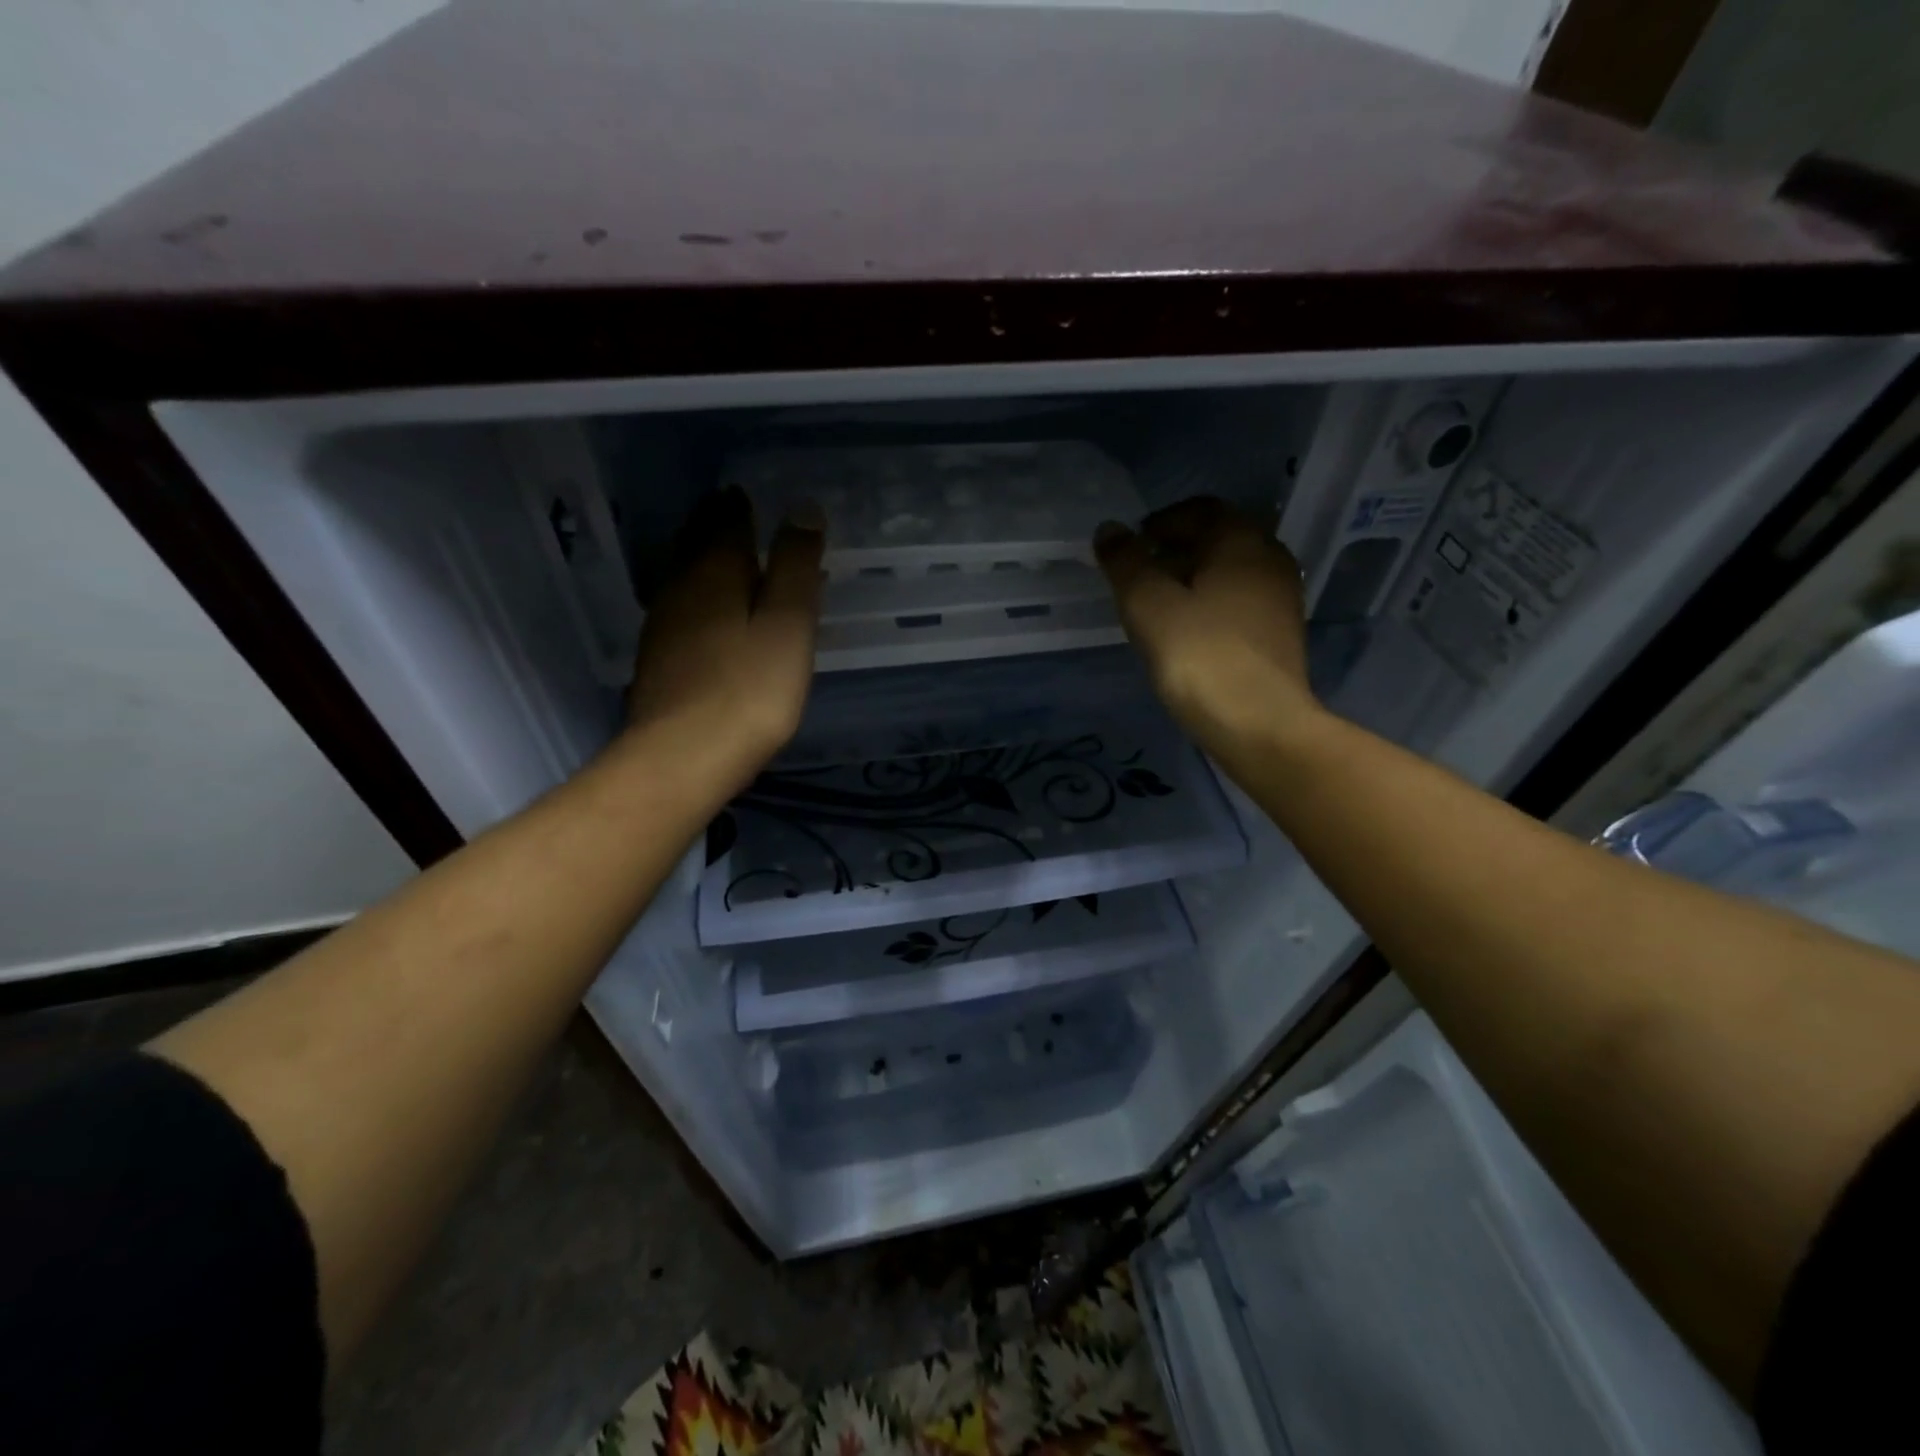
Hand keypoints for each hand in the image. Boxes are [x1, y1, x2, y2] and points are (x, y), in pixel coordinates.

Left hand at [625, 486, 823, 776]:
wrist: (684, 756)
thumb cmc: (750, 688)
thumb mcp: (788, 624)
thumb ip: (795, 566)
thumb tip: (802, 509)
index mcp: (715, 572)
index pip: (726, 522)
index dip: (739, 507)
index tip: (747, 494)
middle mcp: (681, 588)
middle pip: (696, 545)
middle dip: (714, 526)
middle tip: (732, 513)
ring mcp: (663, 625)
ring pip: (684, 576)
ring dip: (703, 560)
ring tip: (724, 556)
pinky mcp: (658, 660)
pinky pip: (681, 608)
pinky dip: (698, 596)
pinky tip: (707, 613)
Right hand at [1093, 497, 1320, 754]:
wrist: (1259, 724)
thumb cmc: (1199, 655)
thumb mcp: (1148, 605)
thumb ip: (1126, 563)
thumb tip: (1110, 530)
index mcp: (1242, 542)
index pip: (1203, 510)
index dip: (1163, 520)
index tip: (1134, 543)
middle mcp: (1271, 561)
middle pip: (1221, 539)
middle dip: (1179, 548)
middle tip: (1142, 572)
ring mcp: (1282, 601)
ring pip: (1233, 573)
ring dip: (1196, 577)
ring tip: (1159, 604)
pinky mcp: (1281, 636)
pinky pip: (1241, 602)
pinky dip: (1212, 603)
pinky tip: (1189, 632)